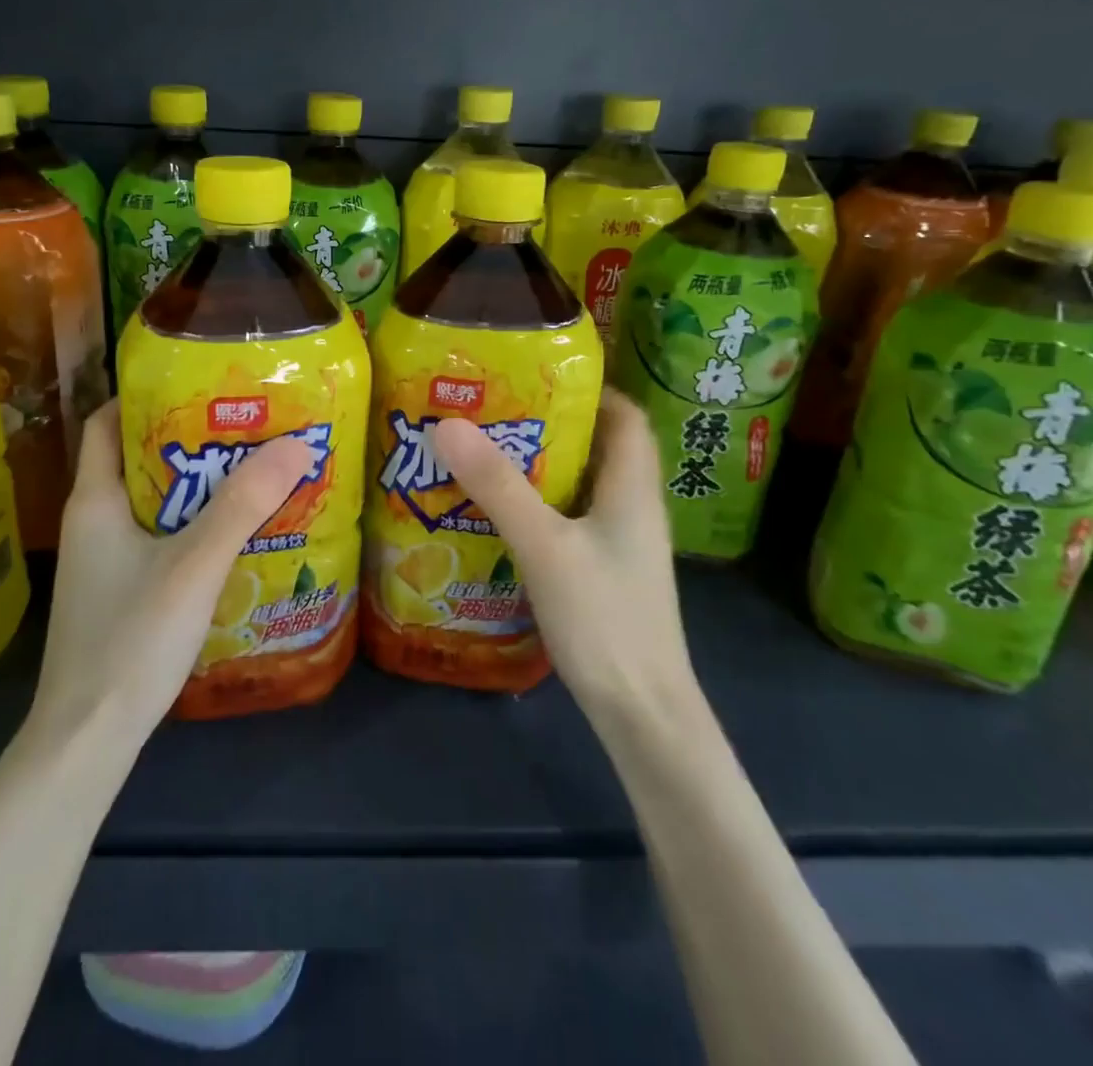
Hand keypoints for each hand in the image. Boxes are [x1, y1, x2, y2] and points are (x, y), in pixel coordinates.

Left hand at [30, 400, 314, 750]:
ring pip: (153, 501)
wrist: (87, 740)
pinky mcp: (120, 590)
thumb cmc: (131, 639)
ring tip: (252, 470)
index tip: (201, 383)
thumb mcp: (195, 564)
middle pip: (139, 458)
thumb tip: (297, 444)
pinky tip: (233, 534)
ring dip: (196, 485)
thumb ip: (244, 505)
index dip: (146, 394)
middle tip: (246, 425)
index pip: (108, 421)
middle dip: (190, 438)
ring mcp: (104, 560)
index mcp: (95, 500)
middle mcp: (93, 521)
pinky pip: (158, 537)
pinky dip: (192, 524)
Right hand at [431, 389, 699, 731]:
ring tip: (487, 454)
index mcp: (632, 486)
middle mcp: (634, 507)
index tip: (536, 379)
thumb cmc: (603, 619)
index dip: (589, 390)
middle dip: (551, 425)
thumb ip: (499, 486)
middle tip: (494, 413)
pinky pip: (573, 520)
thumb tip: (449, 425)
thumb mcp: (544, 545)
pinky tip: (501, 515)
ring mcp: (621, 544)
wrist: (643, 713)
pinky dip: (542, 506)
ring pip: (584, 486)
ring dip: (542, 466)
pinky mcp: (606, 573)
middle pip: (600, 447)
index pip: (625, 416)